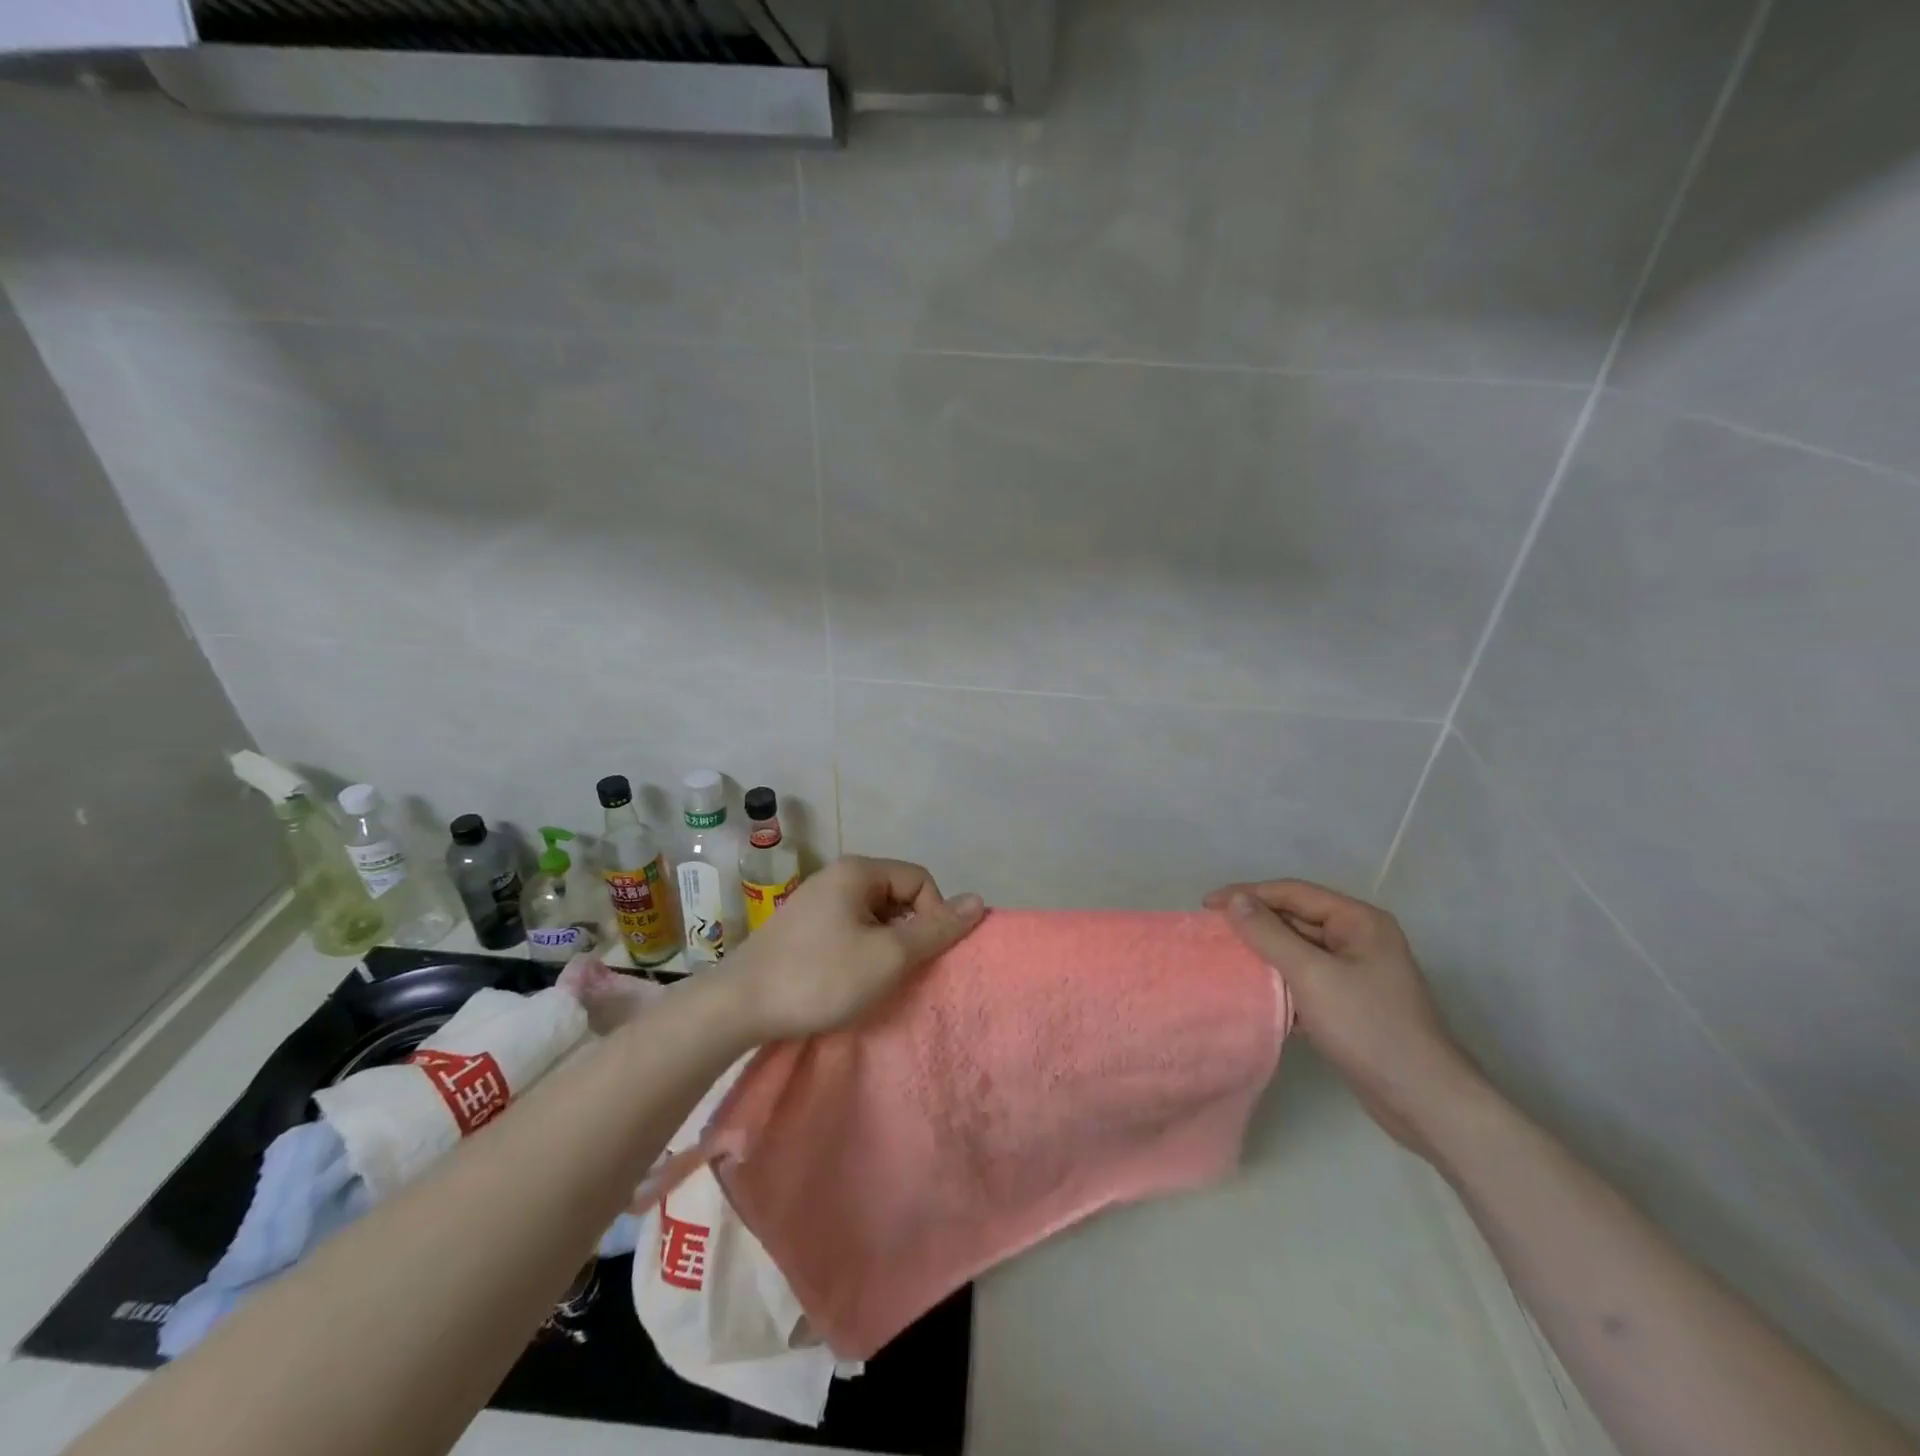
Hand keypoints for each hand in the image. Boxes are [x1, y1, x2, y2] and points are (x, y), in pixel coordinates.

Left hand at [725, 856, 984, 1041]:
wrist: (737, 1007)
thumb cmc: (820, 977)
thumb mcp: (887, 956)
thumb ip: (935, 929)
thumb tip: (979, 900)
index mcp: (858, 872)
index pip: (920, 880)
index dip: (934, 915)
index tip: (923, 956)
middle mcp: (836, 876)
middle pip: (896, 895)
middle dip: (908, 932)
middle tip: (901, 971)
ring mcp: (814, 901)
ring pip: (872, 915)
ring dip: (884, 945)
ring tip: (875, 979)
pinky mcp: (800, 928)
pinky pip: (848, 928)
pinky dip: (859, 951)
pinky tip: (848, 980)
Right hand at [1203, 878, 1482, 1155]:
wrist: (1423, 1101)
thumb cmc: (1369, 1028)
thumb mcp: (1312, 975)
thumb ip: (1269, 935)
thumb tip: (1234, 901)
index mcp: (1358, 921)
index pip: (1293, 892)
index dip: (1248, 895)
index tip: (1206, 907)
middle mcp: (1358, 939)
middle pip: (1295, 919)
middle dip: (1254, 925)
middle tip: (1211, 933)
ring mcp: (1355, 972)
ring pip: (1297, 951)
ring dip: (1263, 954)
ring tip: (1224, 959)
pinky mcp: (1349, 1003)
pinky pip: (1304, 979)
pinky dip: (1279, 982)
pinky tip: (1252, 992)